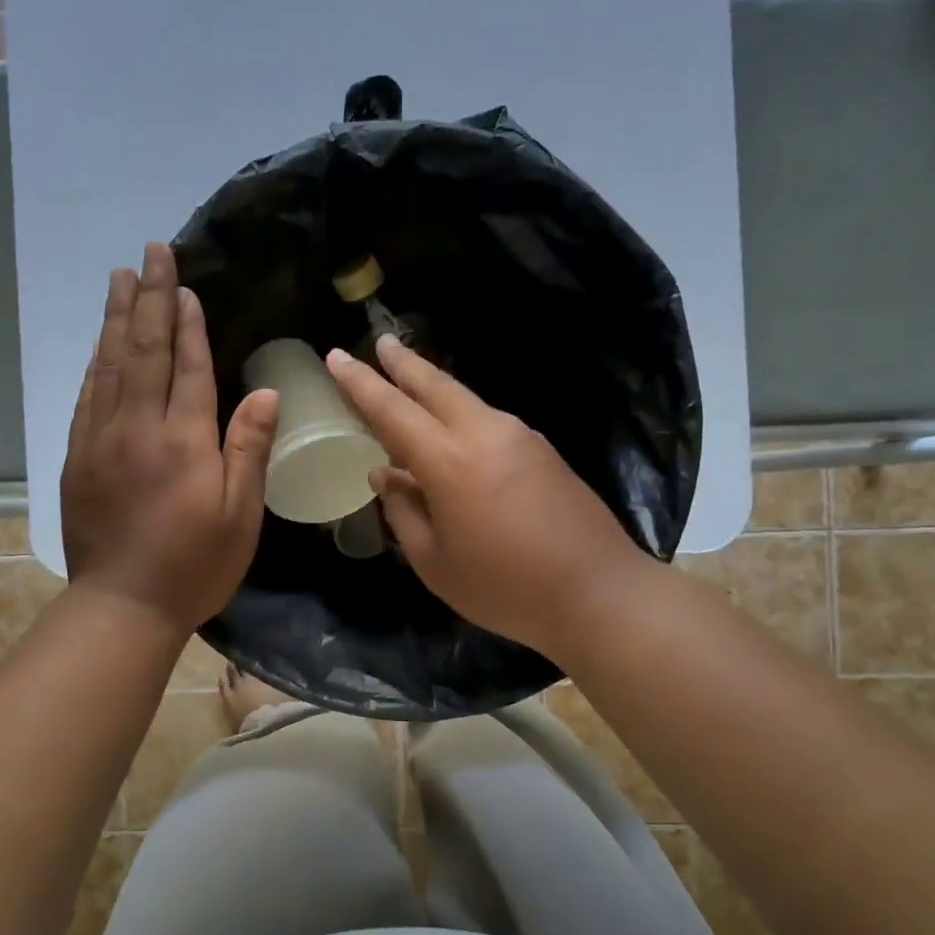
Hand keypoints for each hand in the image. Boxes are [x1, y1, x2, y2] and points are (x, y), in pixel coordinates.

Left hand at [61, 244, 278, 633]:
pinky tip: (100, 343)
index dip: (188, 323)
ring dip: (117, 318)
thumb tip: (262, 391)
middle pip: (143, 351)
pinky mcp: (77, 457)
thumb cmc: (194, 565)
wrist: (122, 605)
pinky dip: (96, 361)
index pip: (186, 367)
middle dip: (150, 299)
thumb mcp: (240, 515)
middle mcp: (136, 428)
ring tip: (121, 279)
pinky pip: (86, 395)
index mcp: (182, 440)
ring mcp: (100, 439)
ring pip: (109, 365)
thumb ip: (249, 449)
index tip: (186, 285)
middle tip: (149, 254)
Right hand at [326, 336, 644, 658]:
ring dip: (433, 386)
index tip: (336, 356)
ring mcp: (520, 436)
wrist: (598, 591)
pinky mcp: (543, 449)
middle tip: (379, 342)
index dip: (361, 383)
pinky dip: (461, 412)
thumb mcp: (435, 562)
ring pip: (466, 398)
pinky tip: (453, 428)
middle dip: (403, 362)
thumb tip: (385, 474)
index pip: (392, 410)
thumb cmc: (505, 587)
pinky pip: (488, 419)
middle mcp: (485, 433)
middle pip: (436, 384)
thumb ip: (404, 511)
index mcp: (449, 461)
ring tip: (410, 380)